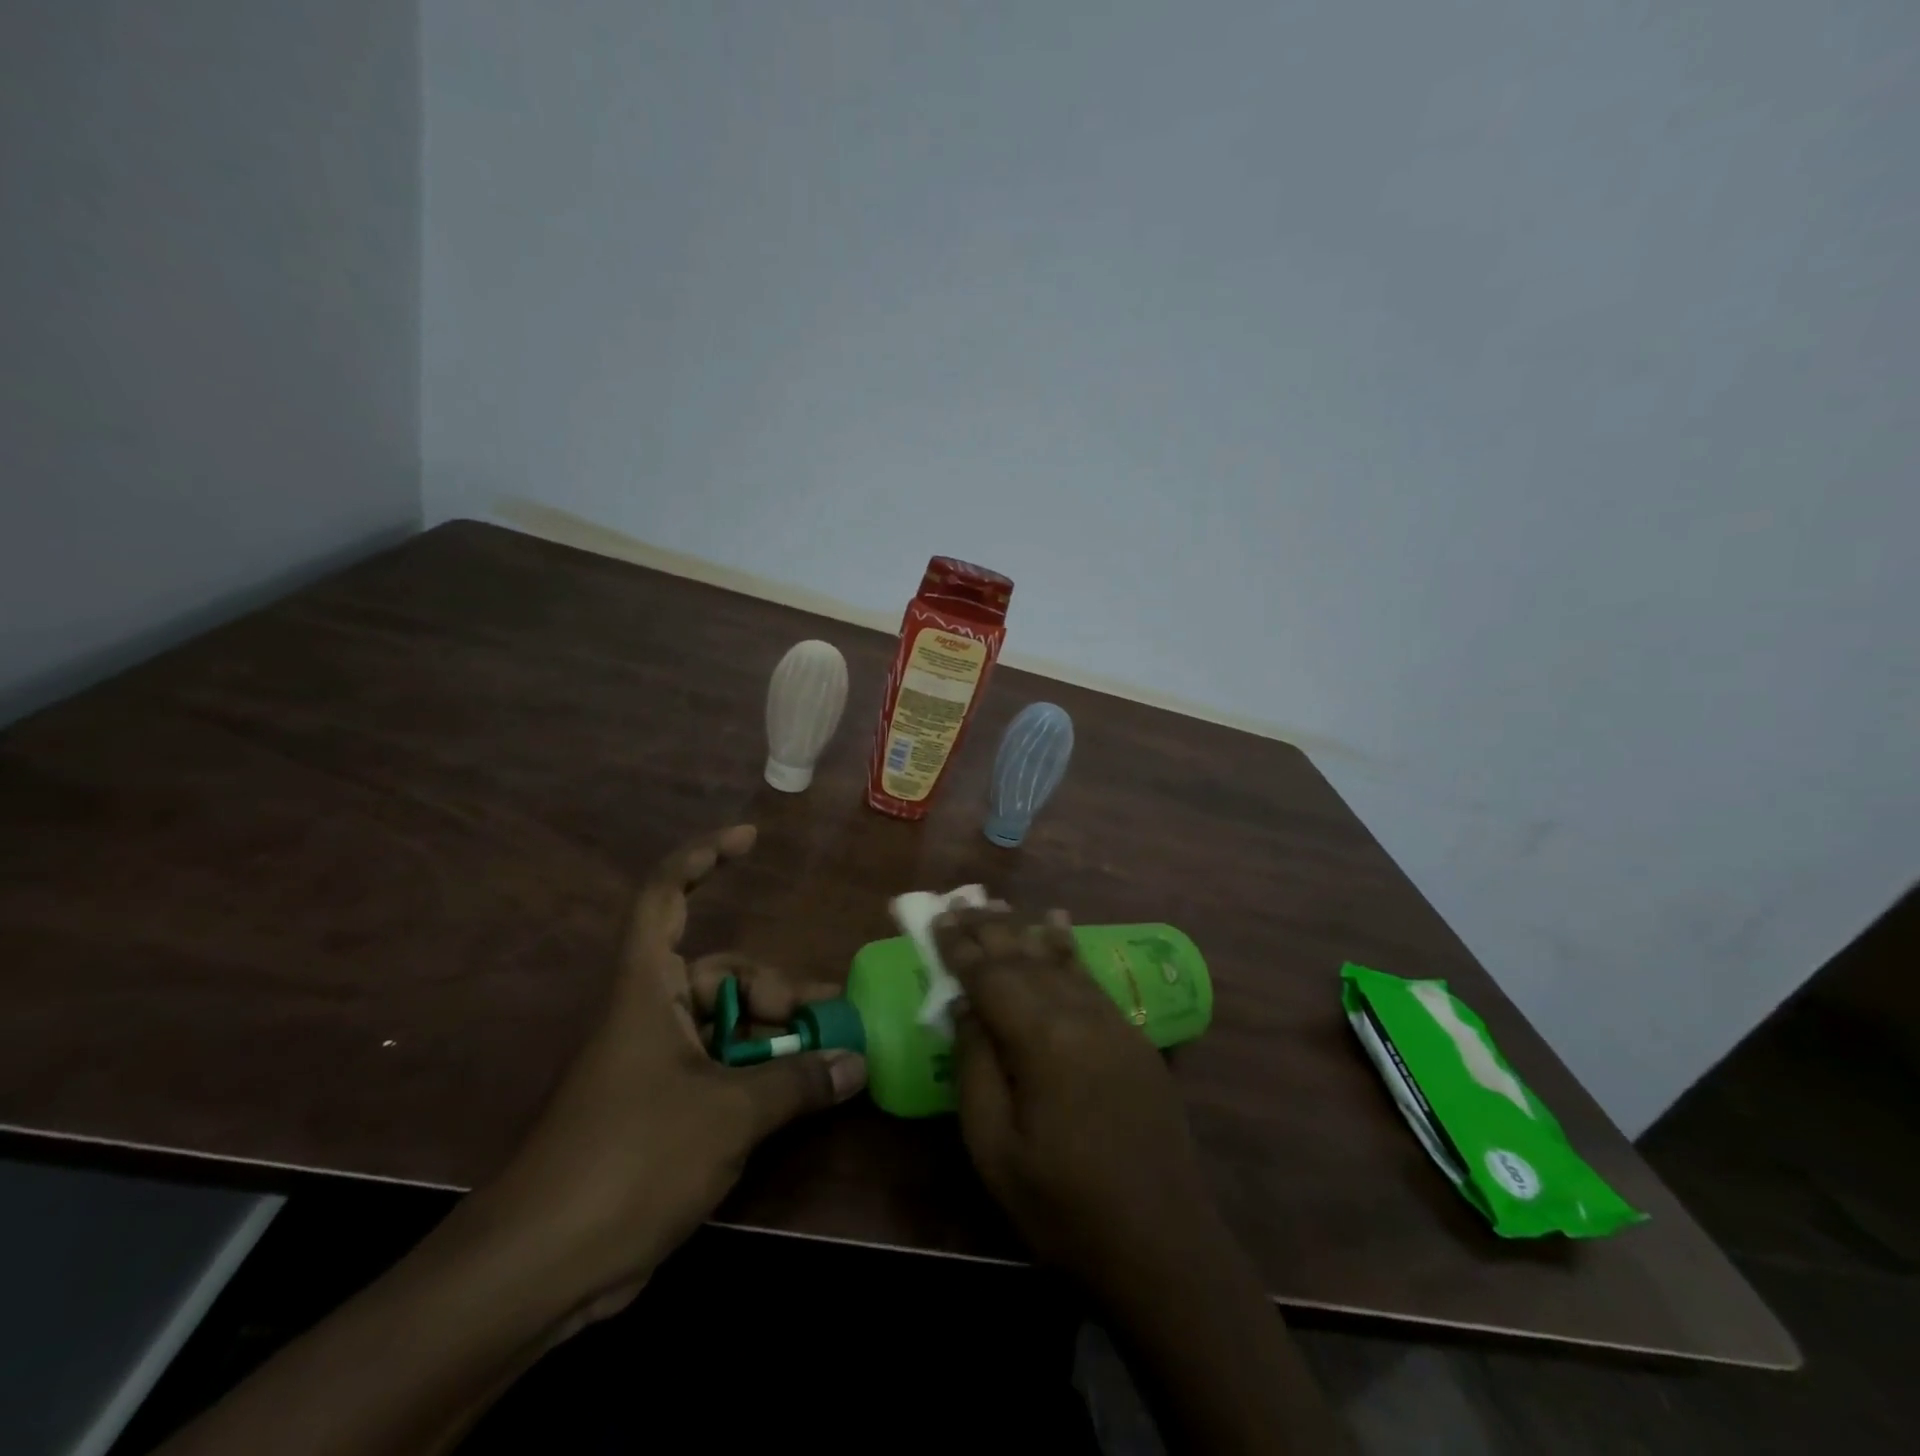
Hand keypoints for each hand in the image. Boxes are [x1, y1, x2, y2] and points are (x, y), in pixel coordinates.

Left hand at [475, 825, 866, 1327]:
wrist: (540, 1269)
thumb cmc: (631, 1160)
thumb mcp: (728, 1114)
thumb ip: (798, 1081)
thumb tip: (856, 1063)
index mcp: (647, 988)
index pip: (666, 896)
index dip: (704, 857)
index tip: (750, 839)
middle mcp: (650, 1012)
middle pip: (722, 972)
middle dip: (777, 989)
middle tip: (827, 1018)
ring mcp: (654, 1062)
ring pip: (727, 1024)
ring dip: (775, 1036)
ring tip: (826, 1059)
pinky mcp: (660, 1107)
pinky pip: (720, 1067)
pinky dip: (758, 1073)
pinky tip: (797, 1097)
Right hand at [933, 905, 1220, 1303]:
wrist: (1162, 1244)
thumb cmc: (1063, 1205)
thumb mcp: (995, 1149)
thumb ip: (975, 1067)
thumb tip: (964, 1006)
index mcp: (1041, 1039)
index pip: (991, 975)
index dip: (960, 946)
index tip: (938, 917)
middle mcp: (1079, 1014)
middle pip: (1026, 956)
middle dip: (990, 928)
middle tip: (960, 901)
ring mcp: (1112, 1022)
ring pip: (1060, 958)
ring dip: (1026, 929)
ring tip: (999, 905)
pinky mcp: (1133, 1037)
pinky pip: (1090, 976)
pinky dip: (1068, 947)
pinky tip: (1060, 927)